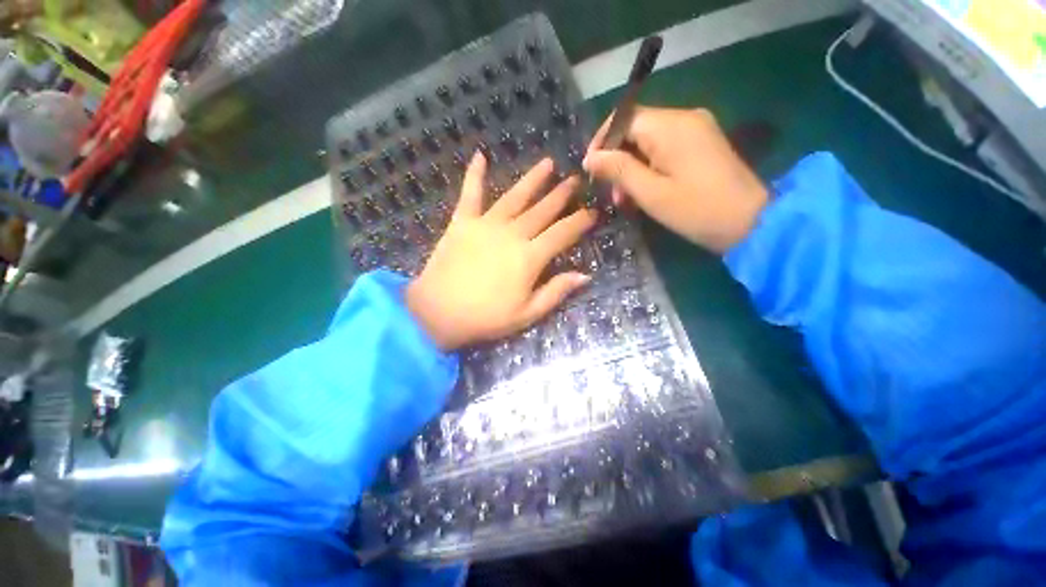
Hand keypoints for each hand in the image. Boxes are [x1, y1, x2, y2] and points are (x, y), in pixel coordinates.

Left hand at [407, 153, 597, 350]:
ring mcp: (486, 224)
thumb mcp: (527, 314)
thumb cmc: (486, 317)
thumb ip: (556, 292)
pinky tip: (480, 156)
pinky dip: (474, 174)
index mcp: (529, 258)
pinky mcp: (462, 222)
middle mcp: (512, 234)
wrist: (438, 312)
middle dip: (561, 195)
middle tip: (575, 180)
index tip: (593, 212)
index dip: (580, 222)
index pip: (562, 234)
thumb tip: (585, 276)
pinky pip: (470, 194)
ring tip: (548, 163)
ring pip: (515, 197)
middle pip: (542, 210)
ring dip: (533, 179)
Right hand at [583, 106, 768, 252]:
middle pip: (635, 129)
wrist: (751, 222)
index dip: (602, 141)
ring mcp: (696, 129)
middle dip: (617, 159)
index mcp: (670, 126)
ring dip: (632, 167)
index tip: (591, 169)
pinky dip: (649, 167)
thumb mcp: (650, 193)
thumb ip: (618, 170)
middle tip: (611, 193)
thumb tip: (590, 158)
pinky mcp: (702, 144)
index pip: (623, 117)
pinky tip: (645, 191)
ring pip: (648, 141)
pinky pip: (665, 148)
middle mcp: (684, 118)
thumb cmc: (696, 210)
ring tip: (626, 200)